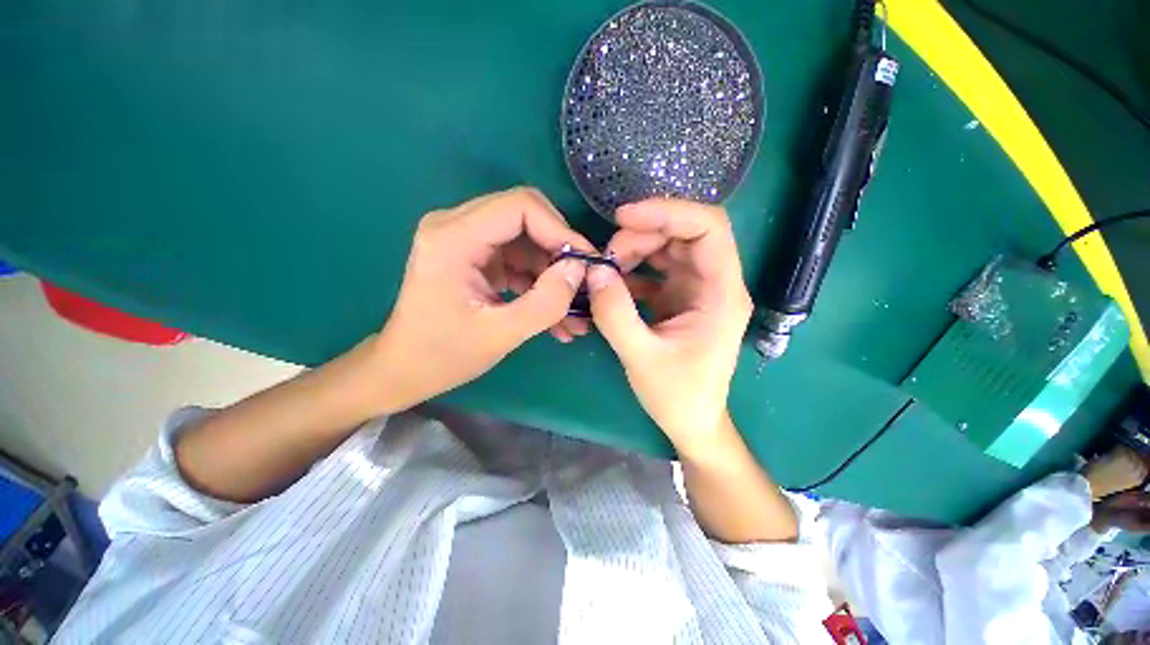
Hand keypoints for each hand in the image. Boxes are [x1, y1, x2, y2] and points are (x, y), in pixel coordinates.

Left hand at [373, 188, 593, 410]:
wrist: (403, 369)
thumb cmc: (443, 356)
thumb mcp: (500, 334)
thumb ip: (545, 302)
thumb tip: (580, 269)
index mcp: (453, 238)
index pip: (520, 206)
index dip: (560, 230)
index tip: (585, 263)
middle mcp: (456, 226)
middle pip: (525, 217)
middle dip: (559, 251)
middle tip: (581, 285)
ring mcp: (464, 240)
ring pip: (525, 240)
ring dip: (551, 272)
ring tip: (572, 311)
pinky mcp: (474, 256)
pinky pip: (517, 258)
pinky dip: (537, 282)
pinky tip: (554, 314)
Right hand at [587, 199, 751, 452]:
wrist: (692, 422)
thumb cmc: (678, 396)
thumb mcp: (641, 358)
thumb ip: (616, 314)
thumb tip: (594, 272)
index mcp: (721, 294)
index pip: (709, 228)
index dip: (668, 212)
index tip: (624, 218)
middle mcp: (715, 284)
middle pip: (684, 233)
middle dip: (643, 235)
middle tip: (607, 256)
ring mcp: (698, 290)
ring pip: (670, 248)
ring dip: (636, 250)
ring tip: (607, 269)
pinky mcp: (681, 299)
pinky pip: (658, 269)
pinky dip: (634, 269)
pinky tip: (614, 284)